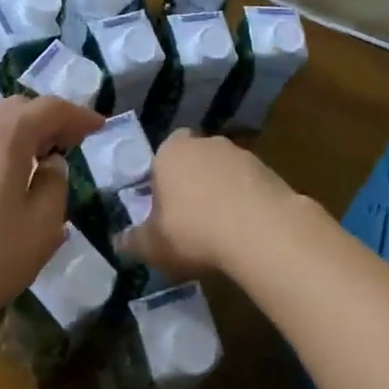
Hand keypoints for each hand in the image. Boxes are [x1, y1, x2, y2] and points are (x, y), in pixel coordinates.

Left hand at [0, 95, 105, 345]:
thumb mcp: (40, 228)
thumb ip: (55, 187)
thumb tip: (50, 166)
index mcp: (5, 134)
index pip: (51, 107)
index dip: (79, 115)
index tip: (99, 128)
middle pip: (18, 110)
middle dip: (48, 121)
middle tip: (71, 143)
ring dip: (19, 138)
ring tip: (36, 165)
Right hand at [117, 130, 306, 278]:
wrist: (261, 230)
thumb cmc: (193, 231)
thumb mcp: (153, 245)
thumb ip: (134, 240)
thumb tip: (119, 241)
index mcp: (171, 151)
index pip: (162, 155)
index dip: (162, 179)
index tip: (164, 208)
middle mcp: (205, 143)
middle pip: (194, 160)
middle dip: (192, 184)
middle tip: (190, 220)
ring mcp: (241, 153)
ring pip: (224, 172)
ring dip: (222, 193)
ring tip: (221, 231)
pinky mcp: (269, 170)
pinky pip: (249, 186)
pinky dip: (246, 203)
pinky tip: (246, 232)